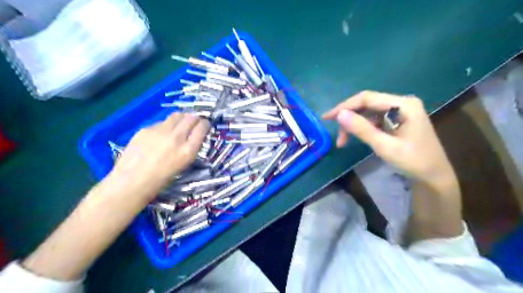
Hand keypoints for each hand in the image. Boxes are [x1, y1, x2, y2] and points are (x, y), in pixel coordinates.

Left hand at [111, 112, 209, 196]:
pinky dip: (166, 125)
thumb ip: (190, 148)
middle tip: (193, 123)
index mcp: (188, 150)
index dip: (205, 124)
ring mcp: (160, 131)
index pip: (202, 127)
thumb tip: (193, 135)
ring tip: (179, 125)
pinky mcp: (147, 128)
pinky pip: (162, 122)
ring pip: (177, 115)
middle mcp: (177, 137)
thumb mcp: (184, 164)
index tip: (204, 125)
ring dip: (182, 118)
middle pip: (191, 117)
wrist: (131, 182)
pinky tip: (160, 135)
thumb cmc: (161, 179)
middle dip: (195, 118)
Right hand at [326, 91, 455, 182]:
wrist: (434, 176)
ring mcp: (400, 111)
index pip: (367, 98)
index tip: (327, 117)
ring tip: (343, 142)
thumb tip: (339, 114)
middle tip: (337, 136)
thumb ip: (362, 129)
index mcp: (403, 105)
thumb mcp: (385, 146)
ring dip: (354, 125)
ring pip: (368, 112)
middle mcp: (402, 103)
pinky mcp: (397, 119)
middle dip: (349, 118)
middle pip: (367, 104)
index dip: (344, 106)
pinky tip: (356, 138)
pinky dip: (362, 128)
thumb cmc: (413, 161)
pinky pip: (374, 119)